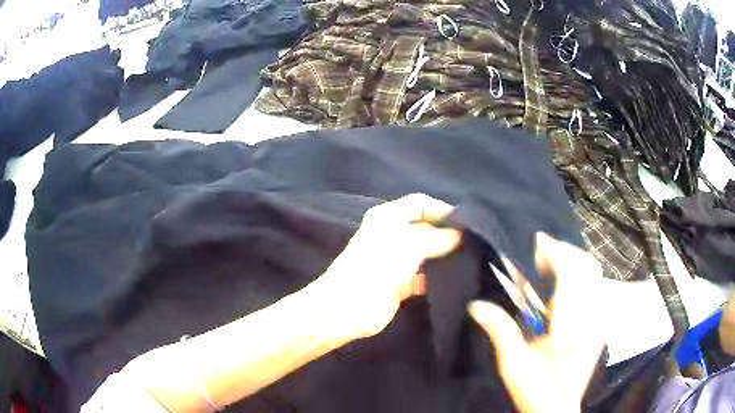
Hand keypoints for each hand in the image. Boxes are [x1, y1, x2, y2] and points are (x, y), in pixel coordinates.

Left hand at [320, 193, 460, 338]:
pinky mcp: (399, 284)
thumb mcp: (410, 244)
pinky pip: (422, 277)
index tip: (466, 222)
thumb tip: (459, 236)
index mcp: (388, 218)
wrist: (348, 308)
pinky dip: (435, 278)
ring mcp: (395, 261)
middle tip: (472, 242)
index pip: (420, 203)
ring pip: (425, 254)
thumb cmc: (377, 267)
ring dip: (442, 256)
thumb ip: (437, 238)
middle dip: (446, 233)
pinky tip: (453, 281)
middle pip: (424, 228)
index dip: (441, 209)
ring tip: (468, 260)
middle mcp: (392, 235)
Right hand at [469, 233, 605, 412]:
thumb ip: (500, 331)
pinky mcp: (601, 323)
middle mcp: (592, 317)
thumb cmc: (535, 391)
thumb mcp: (513, 366)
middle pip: (587, 266)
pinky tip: (562, 288)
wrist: (557, 410)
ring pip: (594, 273)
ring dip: (572, 262)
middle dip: (563, 252)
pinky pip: (596, 286)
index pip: (571, 273)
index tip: (534, 243)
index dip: (554, 251)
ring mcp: (600, 319)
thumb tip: (476, 305)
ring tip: (549, 268)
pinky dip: (580, 276)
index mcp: (571, 326)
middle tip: (538, 255)